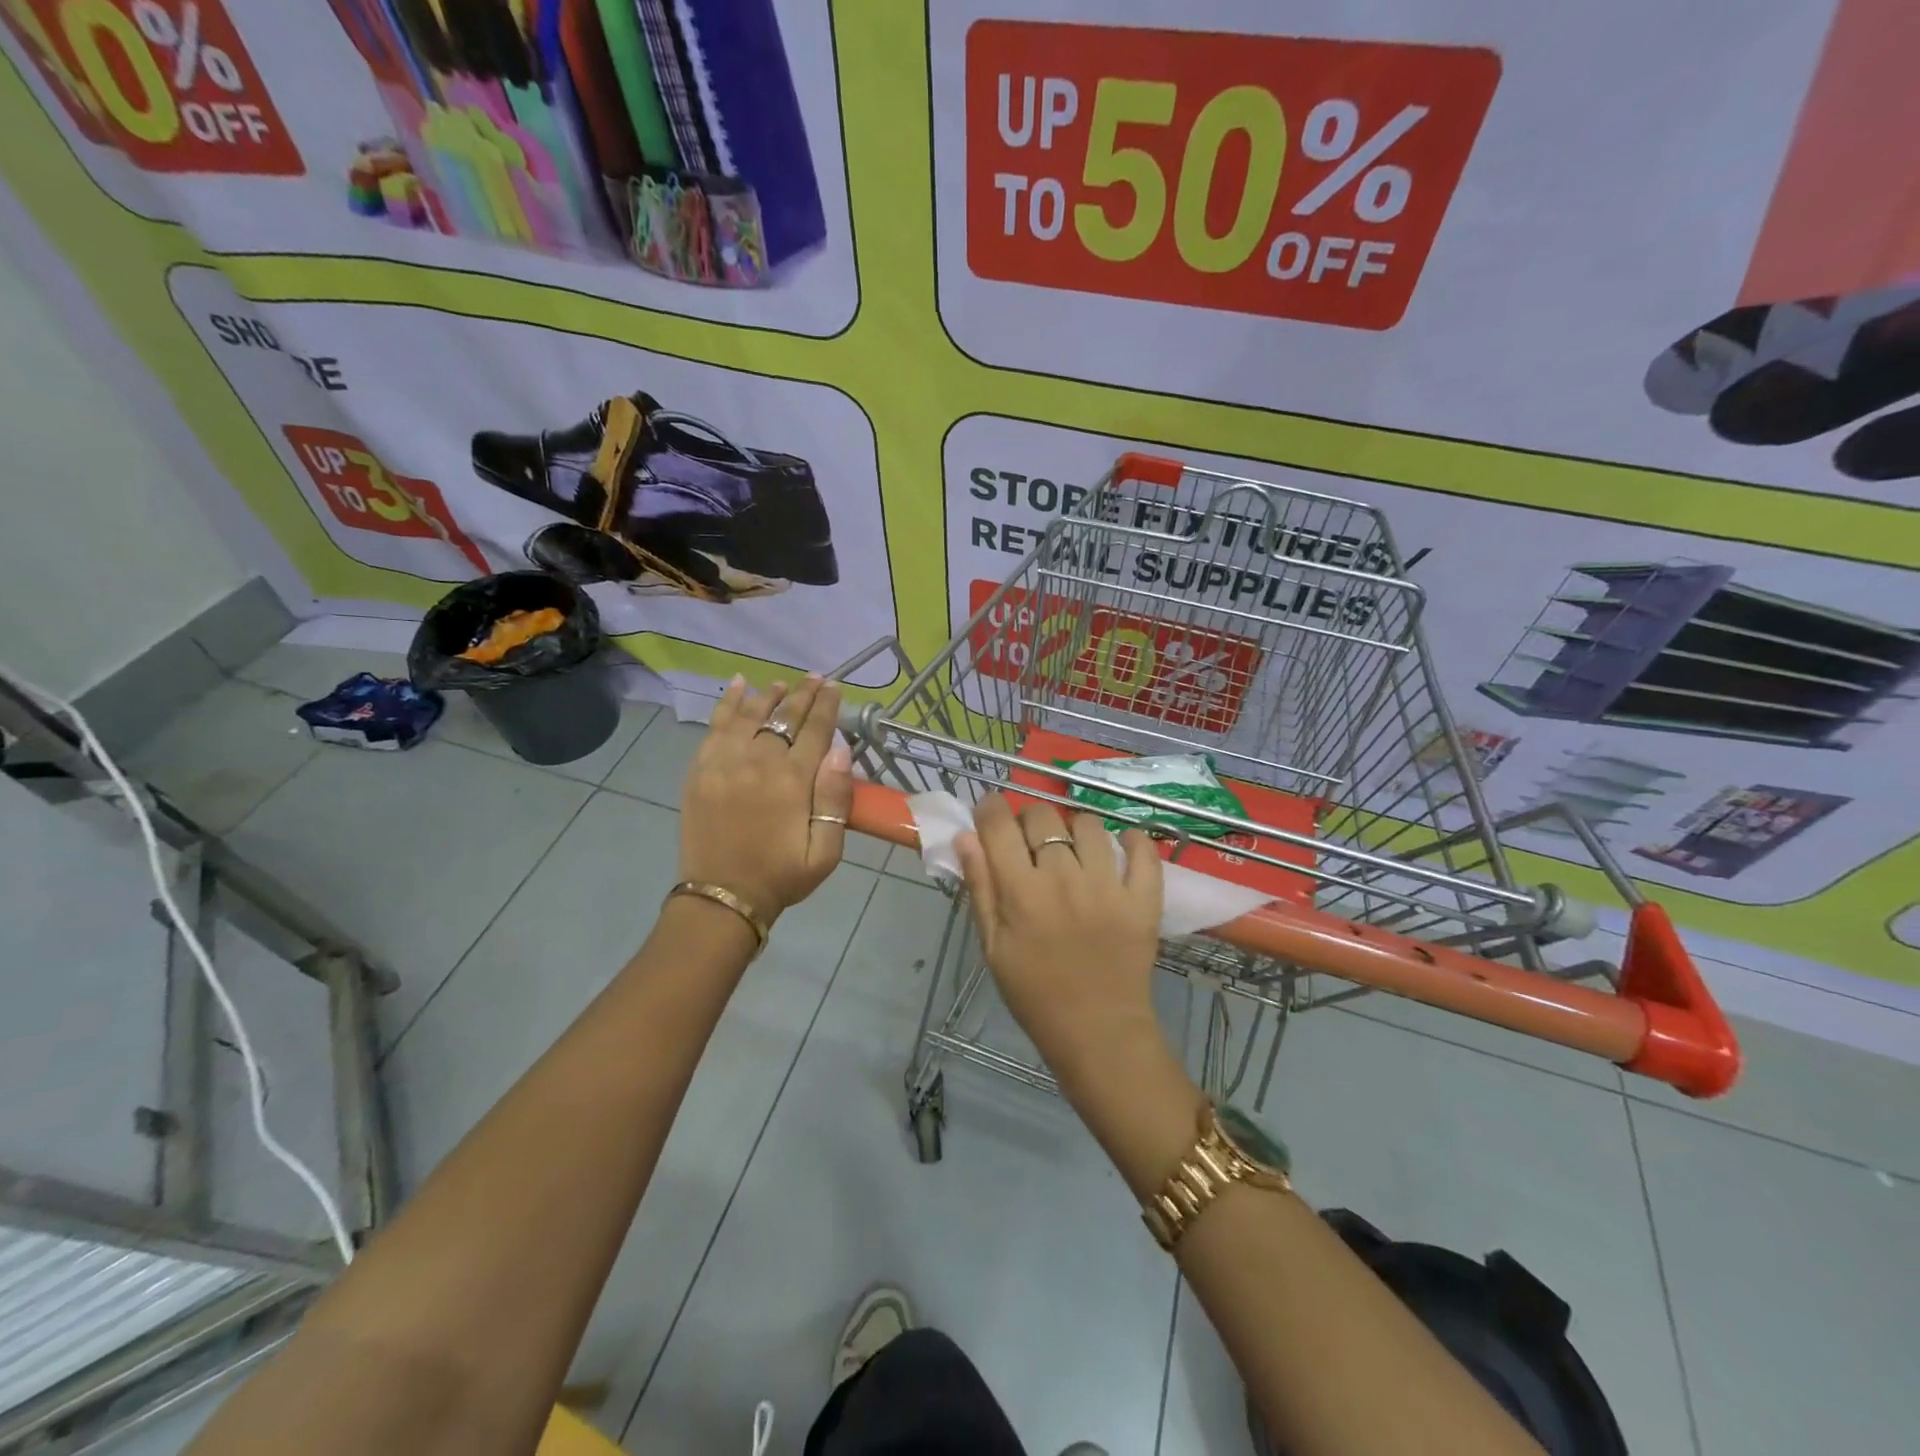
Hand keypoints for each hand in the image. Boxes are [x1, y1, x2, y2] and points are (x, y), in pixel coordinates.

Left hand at [679, 674, 852, 922]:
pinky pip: (715, 726)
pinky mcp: (700, 770)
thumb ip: (835, 799)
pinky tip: (737, 686)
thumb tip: (840, 749)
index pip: (814, 730)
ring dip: (767, 695)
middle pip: (783, 716)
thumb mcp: (826, 851)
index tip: (835, 686)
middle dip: (802, 694)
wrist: (722, 898)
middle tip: (814, 678)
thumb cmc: (781, 876)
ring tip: (781, 684)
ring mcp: (724, 763)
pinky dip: (727, 703)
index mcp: (792, 781)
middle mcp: (758, 762)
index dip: (827, 705)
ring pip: (749, 715)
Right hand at [955, 795, 1165, 1084]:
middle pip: (1043, 817)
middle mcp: (1064, 878)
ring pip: (1089, 825)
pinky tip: (1120, 850)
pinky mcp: (1144, 898)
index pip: (999, 825)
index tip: (990, 814)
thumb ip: (980, 888)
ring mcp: (1108, 886)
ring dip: (1075, 830)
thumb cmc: (1034, 993)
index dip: (990, 809)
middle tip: (1031, 843)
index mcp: (1021, 892)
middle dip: (1029, 821)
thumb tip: (965, 837)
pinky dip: (1131, 841)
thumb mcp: (993, 946)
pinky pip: (1142, 849)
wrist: (1097, 1032)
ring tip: (1074, 850)